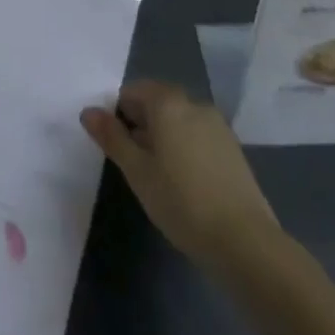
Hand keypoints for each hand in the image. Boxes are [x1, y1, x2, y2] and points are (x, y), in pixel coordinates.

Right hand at [81, 80, 276, 263]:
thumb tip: (88, 112)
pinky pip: (198, 136)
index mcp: (167, 102)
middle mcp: (193, 103)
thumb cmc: (181, 202)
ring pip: (179, 120)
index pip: (132, 91)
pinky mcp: (233, 149)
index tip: (115, 144)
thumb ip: (112, 137)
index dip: (118, 113)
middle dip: (141, 123)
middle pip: (157, 102)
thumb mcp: (137, 171)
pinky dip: (185, 147)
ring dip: (164, 136)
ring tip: (158, 174)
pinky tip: (185, 183)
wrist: (246, 243)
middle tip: (133, 161)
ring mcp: (217, 126)